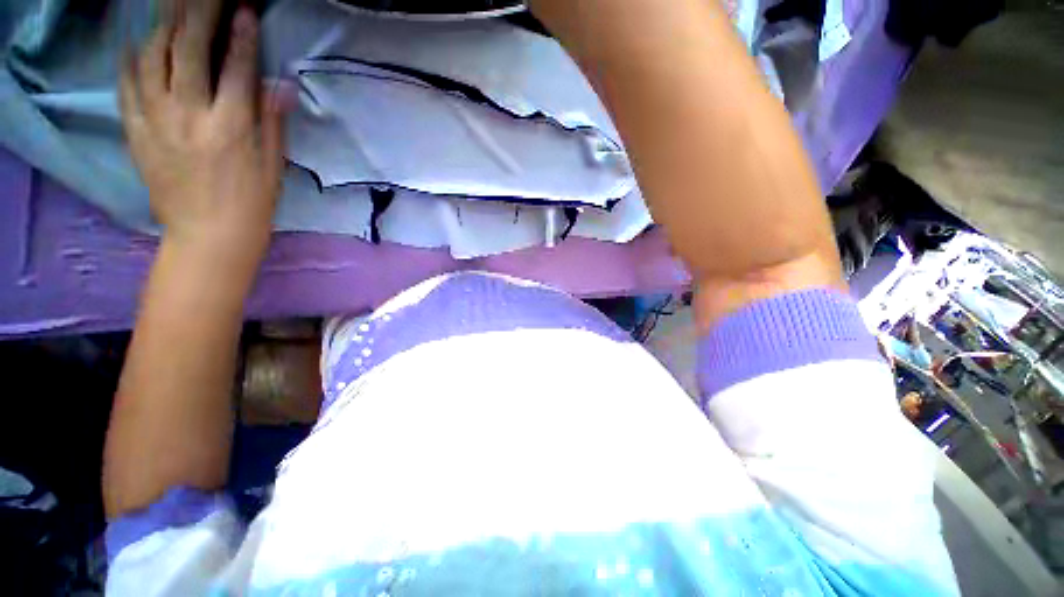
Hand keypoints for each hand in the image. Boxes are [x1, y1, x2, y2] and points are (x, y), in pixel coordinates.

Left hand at [120, 0, 289, 268]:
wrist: (208, 236)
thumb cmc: (252, 204)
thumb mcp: (273, 166)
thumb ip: (272, 121)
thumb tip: (280, 84)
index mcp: (231, 127)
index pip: (237, 67)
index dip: (242, 32)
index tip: (244, 5)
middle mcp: (190, 116)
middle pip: (188, 49)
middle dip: (198, 12)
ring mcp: (156, 121)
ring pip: (152, 57)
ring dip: (163, 25)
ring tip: (172, 6)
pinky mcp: (135, 132)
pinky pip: (127, 84)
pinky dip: (131, 57)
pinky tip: (136, 41)